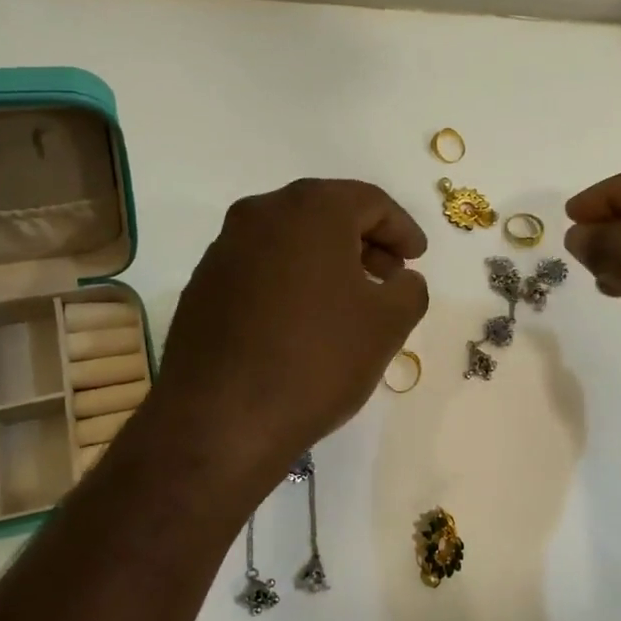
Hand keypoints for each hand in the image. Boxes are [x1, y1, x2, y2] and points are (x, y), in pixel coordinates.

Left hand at [153, 178, 429, 469]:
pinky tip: (302, 320)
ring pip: (290, 240)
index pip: (370, 201)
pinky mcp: (202, 285)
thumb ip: (409, 288)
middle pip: (326, 213)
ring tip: (349, 301)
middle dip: (364, 241)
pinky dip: (290, 280)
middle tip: (389, 275)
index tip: (417, 257)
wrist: (221, 418)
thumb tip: (401, 279)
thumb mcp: (388, 324)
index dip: (402, 228)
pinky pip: (260, 268)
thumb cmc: (317, 359)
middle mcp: (260, 214)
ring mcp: (223, 249)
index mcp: (310, 209)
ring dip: (326, 261)